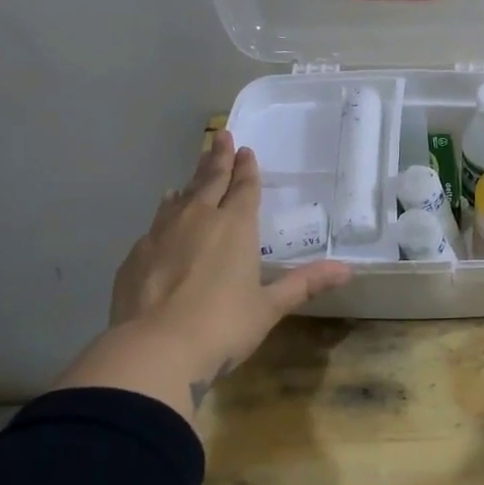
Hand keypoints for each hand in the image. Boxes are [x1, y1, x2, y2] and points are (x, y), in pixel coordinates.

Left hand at [107, 132, 349, 378]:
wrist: (154, 349)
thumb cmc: (222, 326)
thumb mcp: (269, 308)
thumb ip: (304, 284)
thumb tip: (347, 271)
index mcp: (235, 227)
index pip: (244, 188)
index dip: (247, 169)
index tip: (245, 149)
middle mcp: (199, 219)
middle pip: (210, 180)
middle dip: (217, 157)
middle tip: (220, 136)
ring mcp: (162, 233)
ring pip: (180, 197)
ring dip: (191, 182)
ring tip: (194, 172)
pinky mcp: (137, 253)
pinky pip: (156, 221)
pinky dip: (166, 211)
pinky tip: (164, 214)